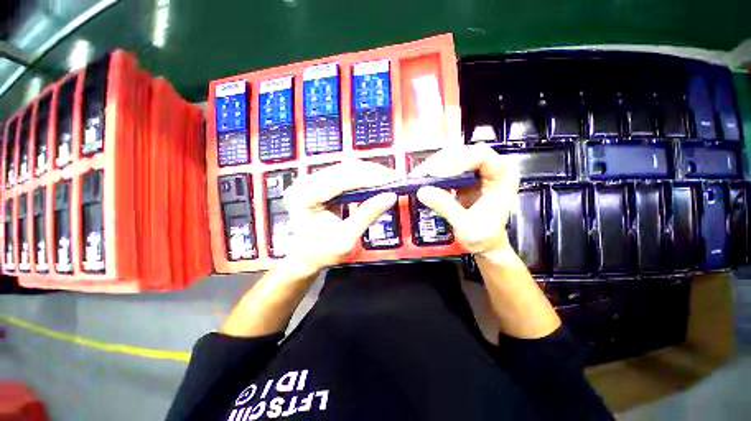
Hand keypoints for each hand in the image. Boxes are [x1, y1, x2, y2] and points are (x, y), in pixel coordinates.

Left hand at [283, 160, 399, 273]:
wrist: (302, 257)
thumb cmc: (319, 252)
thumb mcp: (345, 237)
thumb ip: (367, 215)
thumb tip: (390, 197)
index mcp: (305, 195)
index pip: (342, 179)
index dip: (370, 177)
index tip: (392, 179)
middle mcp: (306, 183)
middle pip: (344, 169)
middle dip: (372, 173)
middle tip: (394, 178)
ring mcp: (311, 181)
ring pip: (345, 169)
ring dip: (368, 173)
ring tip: (387, 179)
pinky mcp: (319, 184)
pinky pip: (343, 175)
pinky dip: (361, 178)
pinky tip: (374, 181)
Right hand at [410, 143, 519, 257]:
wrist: (485, 243)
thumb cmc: (485, 236)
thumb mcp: (466, 225)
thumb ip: (446, 207)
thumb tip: (422, 191)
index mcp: (503, 177)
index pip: (482, 156)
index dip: (459, 162)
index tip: (438, 175)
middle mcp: (490, 169)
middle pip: (463, 153)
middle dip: (440, 163)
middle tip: (421, 176)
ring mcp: (475, 172)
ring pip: (451, 158)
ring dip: (433, 167)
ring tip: (418, 178)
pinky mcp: (462, 178)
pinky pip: (445, 168)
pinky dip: (432, 174)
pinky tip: (422, 181)